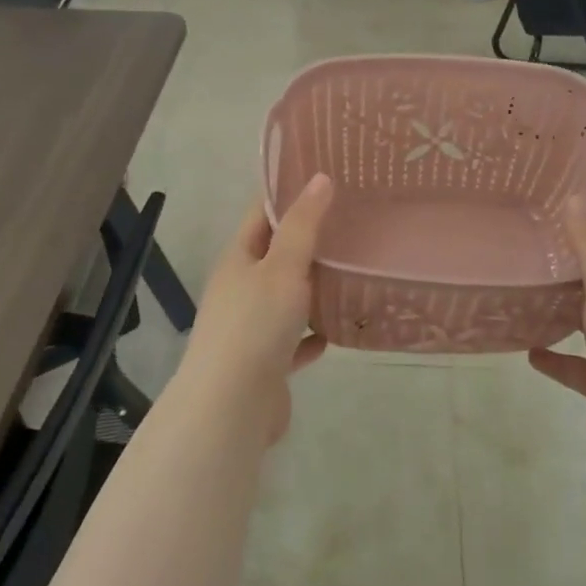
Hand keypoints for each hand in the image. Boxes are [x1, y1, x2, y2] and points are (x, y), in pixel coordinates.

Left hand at [179, 173, 333, 444]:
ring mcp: (251, 327)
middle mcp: (240, 289)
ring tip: (354, 271)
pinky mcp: (265, 362)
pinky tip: (338, 330)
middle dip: (309, 240)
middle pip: (276, 255)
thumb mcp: (283, 266)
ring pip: (287, 298)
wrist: (231, 407)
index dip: (289, 193)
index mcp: (238, 259)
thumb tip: (320, 178)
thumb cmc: (255, 325)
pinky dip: (313, 334)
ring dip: (314, 288)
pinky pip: (294, 340)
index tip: (325, 178)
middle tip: (353, 221)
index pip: (262, 214)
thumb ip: (303, 225)